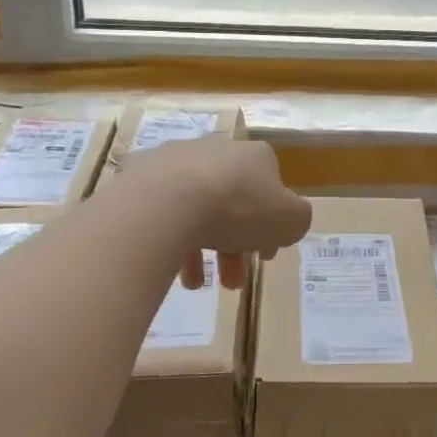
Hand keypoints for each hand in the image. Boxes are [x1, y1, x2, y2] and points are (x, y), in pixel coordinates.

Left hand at [119, 137, 311, 289]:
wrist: (167, 203)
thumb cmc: (239, 209)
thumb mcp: (291, 221)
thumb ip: (297, 220)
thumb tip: (287, 221)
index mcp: (255, 156)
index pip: (271, 190)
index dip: (271, 225)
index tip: (265, 256)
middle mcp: (216, 150)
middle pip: (232, 203)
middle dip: (235, 246)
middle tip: (232, 281)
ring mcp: (174, 161)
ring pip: (196, 210)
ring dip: (202, 250)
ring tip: (196, 285)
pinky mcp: (139, 178)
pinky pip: (162, 213)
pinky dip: (170, 240)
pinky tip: (172, 270)